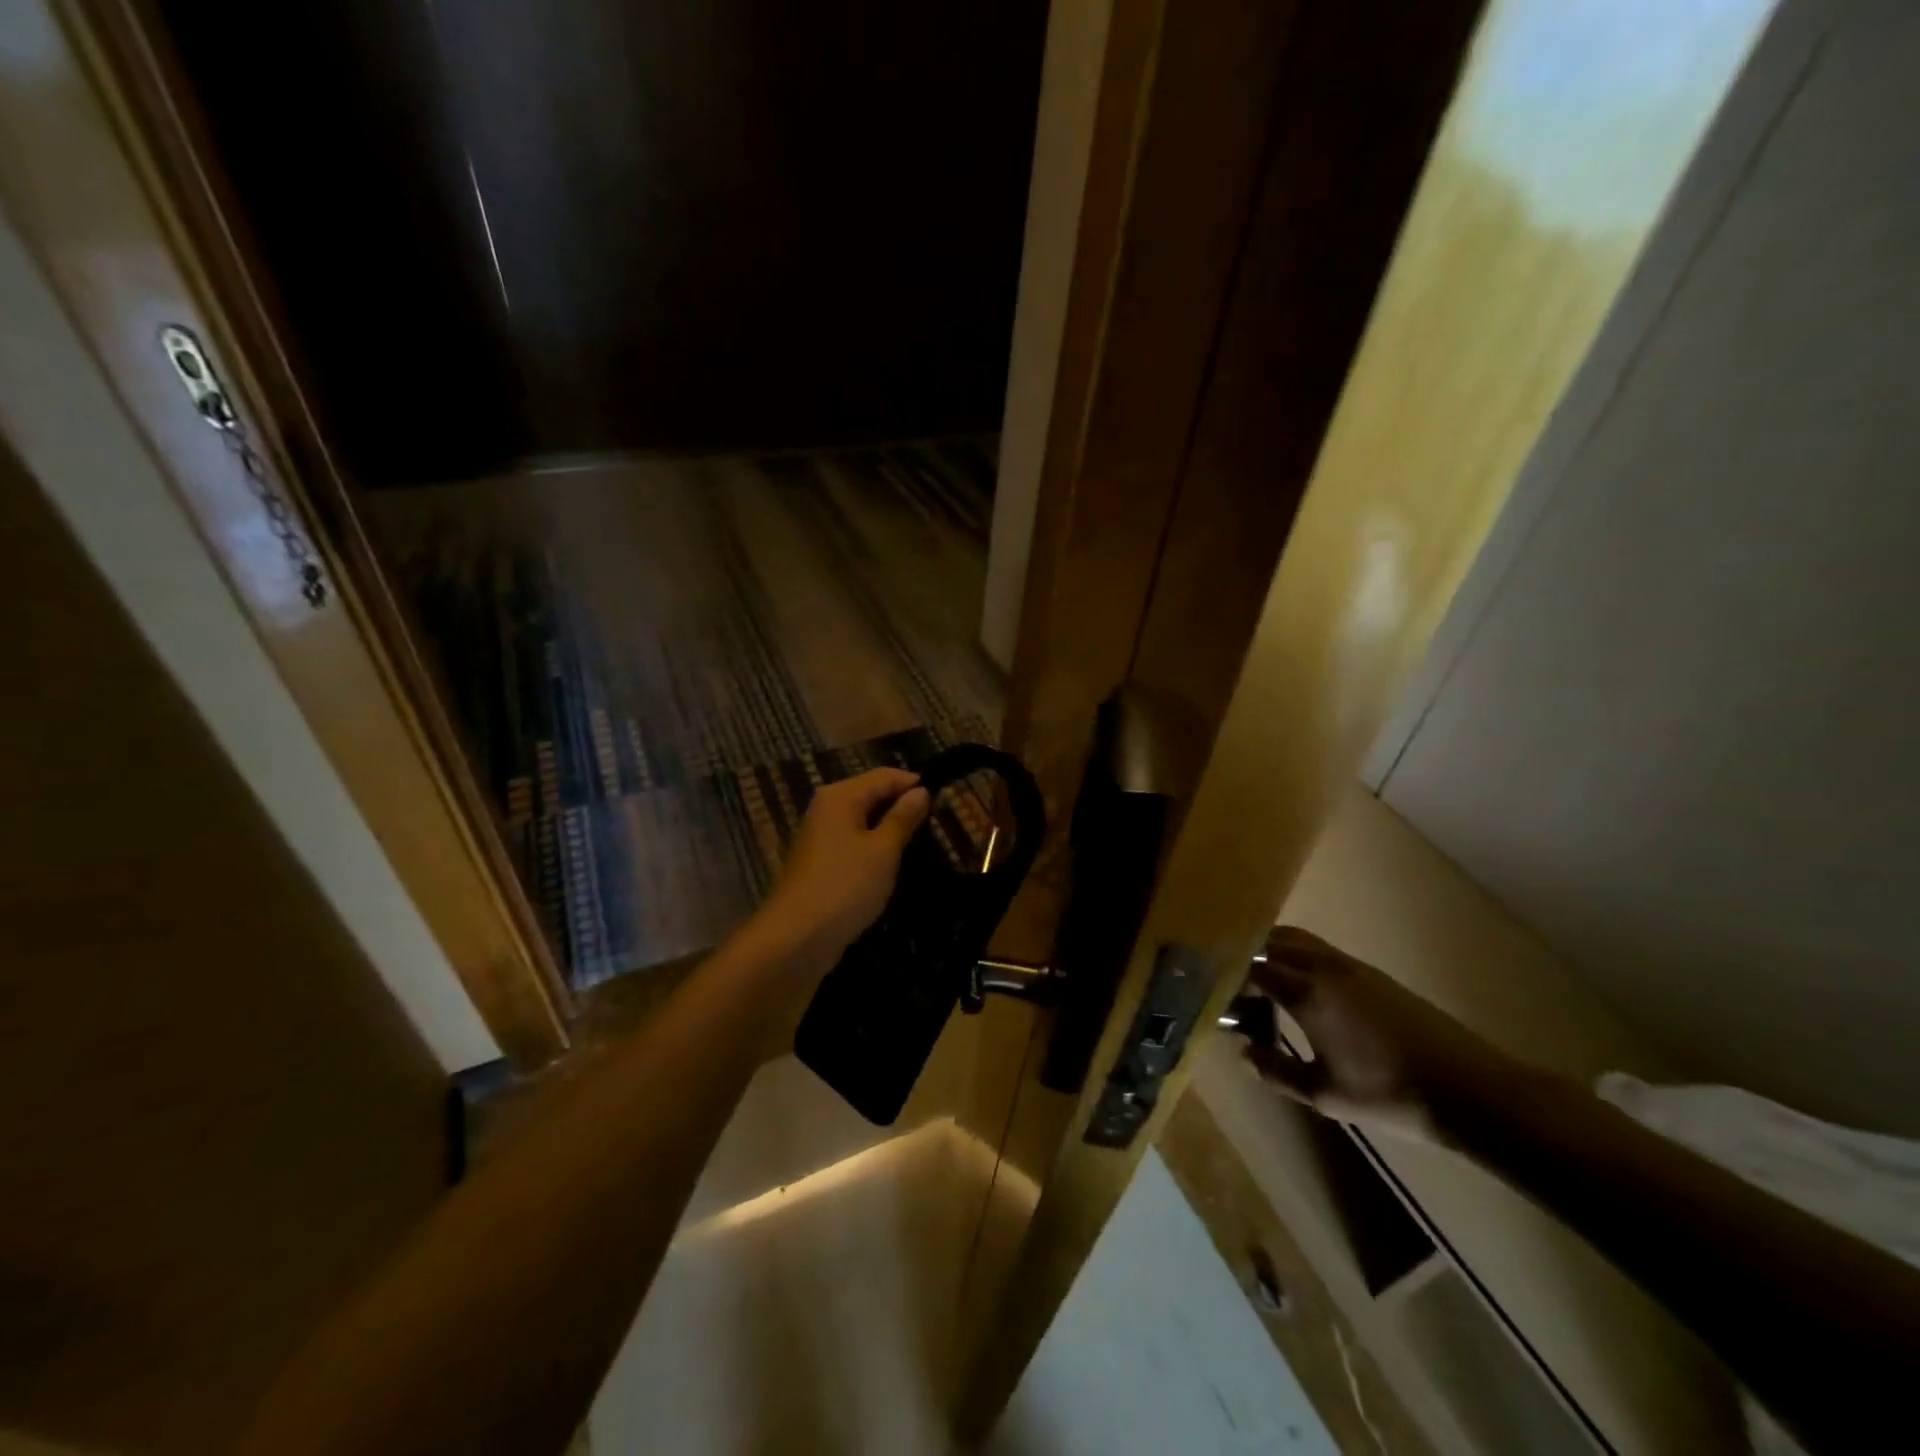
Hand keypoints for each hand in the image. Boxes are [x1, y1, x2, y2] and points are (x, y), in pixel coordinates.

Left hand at [759, 767, 930, 966]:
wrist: (796, 938)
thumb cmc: (845, 886)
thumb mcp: (883, 850)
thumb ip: (903, 818)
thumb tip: (921, 791)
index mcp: (840, 797)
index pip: (885, 776)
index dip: (915, 784)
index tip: (945, 801)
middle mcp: (827, 809)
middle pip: (872, 796)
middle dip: (903, 808)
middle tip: (938, 827)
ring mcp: (821, 838)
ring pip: (863, 823)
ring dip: (890, 832)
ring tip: (923, 846)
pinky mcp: (821, 865)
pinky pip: (854, 845)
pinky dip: (875, 851)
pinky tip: (894, 867)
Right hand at [1246, 926, 1527, 1143]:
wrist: (1469, 1089)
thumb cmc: (1389, 1094)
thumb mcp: (1324, 1094)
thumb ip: (1277, 1072)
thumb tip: (1245, 1052)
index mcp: (1307, 993)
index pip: (1253, 968)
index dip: (1230, 978)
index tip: (1217, 993)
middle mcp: (1324, 968)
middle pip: (1273, 942)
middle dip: (1248, 956)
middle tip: (1233, 982)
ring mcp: (1352, 967)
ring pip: (1299, 940)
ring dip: (1275, 952)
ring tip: (1263, 981)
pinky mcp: (1373, 974)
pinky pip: (1321, 951)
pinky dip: (1299, 958)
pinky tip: (1304, 991)